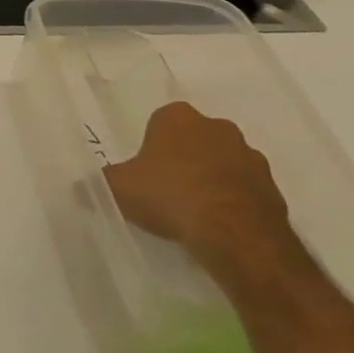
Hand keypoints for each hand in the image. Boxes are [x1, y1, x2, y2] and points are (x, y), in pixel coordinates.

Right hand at [102, 101, 292, 264]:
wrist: (236, 235)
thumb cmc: (170, 196)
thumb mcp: (119, 188)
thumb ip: (101, 181)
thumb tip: (79, 185)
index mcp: (178, 117)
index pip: (160, 121)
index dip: (152, 146)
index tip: (146, 171)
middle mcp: (217, 127)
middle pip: (194, 139)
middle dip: (184, 158)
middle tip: (168, 189)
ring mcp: (250, 156)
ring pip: (223, 163)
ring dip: (212, 179)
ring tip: (195, 212)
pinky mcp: (273, 188)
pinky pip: (245, 190)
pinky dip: (233, 202)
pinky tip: (219, 225)